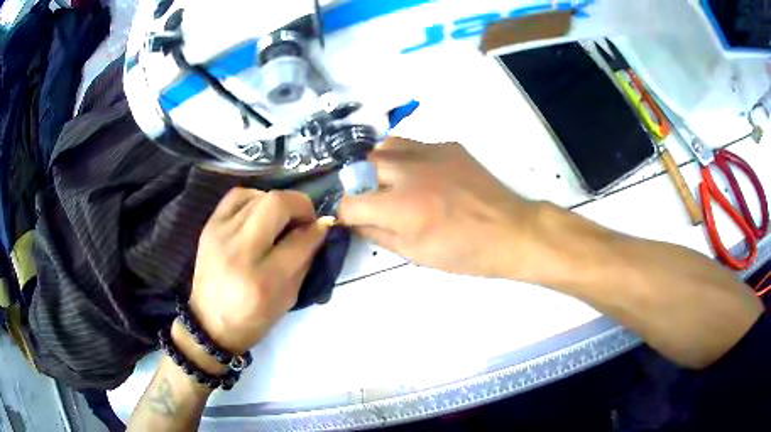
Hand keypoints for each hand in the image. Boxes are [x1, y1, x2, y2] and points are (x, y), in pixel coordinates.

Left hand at [188, 188, 328, 354]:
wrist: (210, 322)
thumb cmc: (253, 318)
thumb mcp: (288, 298)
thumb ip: (305, 261)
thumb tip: (318, 229)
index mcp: (264, 279)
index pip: (299, 239)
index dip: (317, 228)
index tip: (324, 226)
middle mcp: (240, 250)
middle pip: (276, 204)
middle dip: (300, 205)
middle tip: (304, 219)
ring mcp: (221, 234)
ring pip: (258, 195)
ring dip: (278, 203)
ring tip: (281, 219)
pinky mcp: (210, 226)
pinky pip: (237, 196)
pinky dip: (255, 198)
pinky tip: (259, 213)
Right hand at [338, 137, 539, 278]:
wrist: (509, 231)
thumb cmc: (464, 252)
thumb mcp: (415, 254)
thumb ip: (377, 234)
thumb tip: (354, 220)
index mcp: (401, 207)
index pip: (349, 202)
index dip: (345, 213)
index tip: (352, 219)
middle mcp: (409, 172)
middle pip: (361, 166)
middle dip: (359, 185)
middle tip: (373, 200)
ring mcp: (430, 153)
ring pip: (385, 147)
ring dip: (379, 165)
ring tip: (391, 182)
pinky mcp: (448, 146)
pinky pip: (413, 145)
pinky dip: (406, 158)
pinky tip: (422, 175)